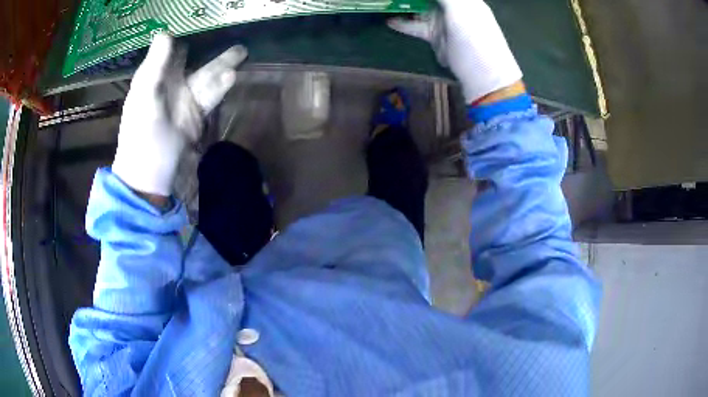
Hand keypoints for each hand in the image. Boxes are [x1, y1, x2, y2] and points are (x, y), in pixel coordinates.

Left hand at [112, 33, 247, 196]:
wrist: (150, 178)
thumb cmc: (141, 139)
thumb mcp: (145, 101)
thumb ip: (155, 68)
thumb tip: (165, 33)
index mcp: (153, 78)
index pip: (170, 50)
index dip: (184, 35)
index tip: (201, 21)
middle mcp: (170, 85)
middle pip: (193, 60)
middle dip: (209, 47)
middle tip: (228, 33)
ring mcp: (185, 101)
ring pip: (206, 77)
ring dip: (221, 66)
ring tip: (240, 53)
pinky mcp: (196, 117)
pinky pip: (210, 97)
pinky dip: (221, 87)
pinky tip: (231, 77)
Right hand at [388, 0, 522, 102]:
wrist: (485, 80)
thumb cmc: (476, 42)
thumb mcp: (461, 12)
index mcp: (466, 0)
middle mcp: (455, 8)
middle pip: (431, 0)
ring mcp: (445, 23)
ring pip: (421, 8)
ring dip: (405, 6)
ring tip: (388, 4)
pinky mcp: (437, 37)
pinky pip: (418, 26)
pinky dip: (404, 24)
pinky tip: (391, 21)